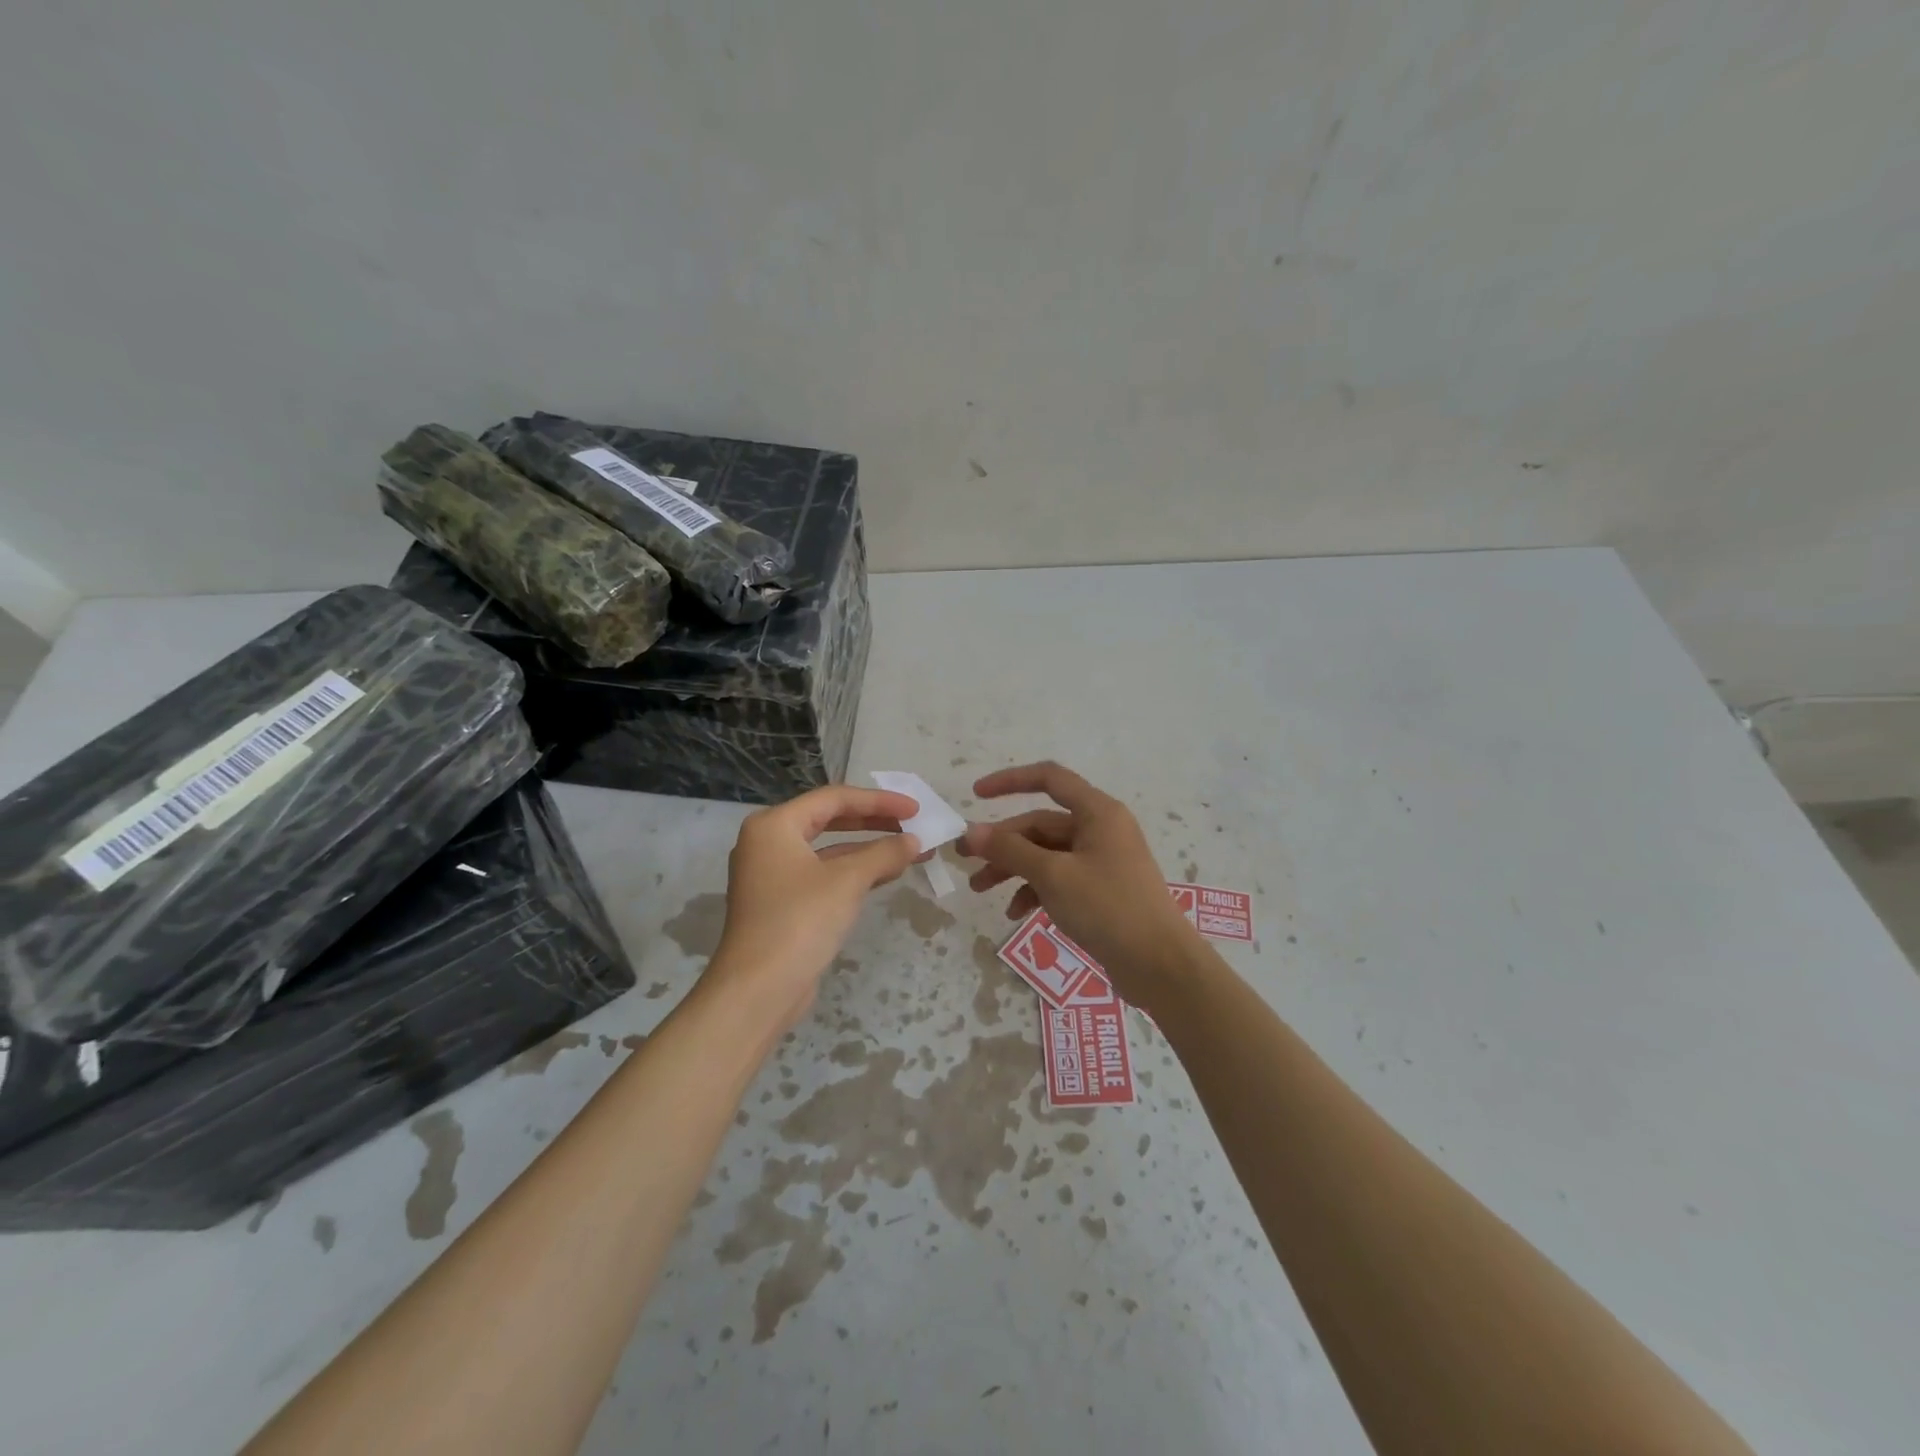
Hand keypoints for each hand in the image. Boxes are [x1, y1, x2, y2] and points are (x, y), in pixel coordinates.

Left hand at [706, 785, 922, 1034]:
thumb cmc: (800, 921)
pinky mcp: (782, 903)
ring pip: (829, 850)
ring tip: (910, 850)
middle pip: (830, 819)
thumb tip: (914, 842)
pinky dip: (854, 872)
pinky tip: (887, 875)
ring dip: (869, 849)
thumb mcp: (848, 881)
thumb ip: (884, 853)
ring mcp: (773, 875)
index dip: (879, 801)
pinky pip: (824, 874)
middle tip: (913, 825)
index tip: (915, 810)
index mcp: (774, 825)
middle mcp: (769, 842)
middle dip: (875, 822)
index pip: (834, 798)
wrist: (758, 990)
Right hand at [958, 761, 1199, 1004]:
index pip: (1049, 779)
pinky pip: (1060, 879)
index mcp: (1098, 812)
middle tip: (965, 859)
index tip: (975, 794)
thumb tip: (972, 832)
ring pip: (1047, 854)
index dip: (1010, 781)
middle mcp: (1101, 829)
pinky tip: (1016, 913)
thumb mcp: (1053, 875)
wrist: (1159, 965)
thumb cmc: (1108, 908)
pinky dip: (1035, 891)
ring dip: (1013, 868)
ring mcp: (1102, 861)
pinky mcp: (1101, 890)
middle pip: (1041, 824)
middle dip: (1002, 841)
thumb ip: (1010, 851)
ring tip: (980, 889)